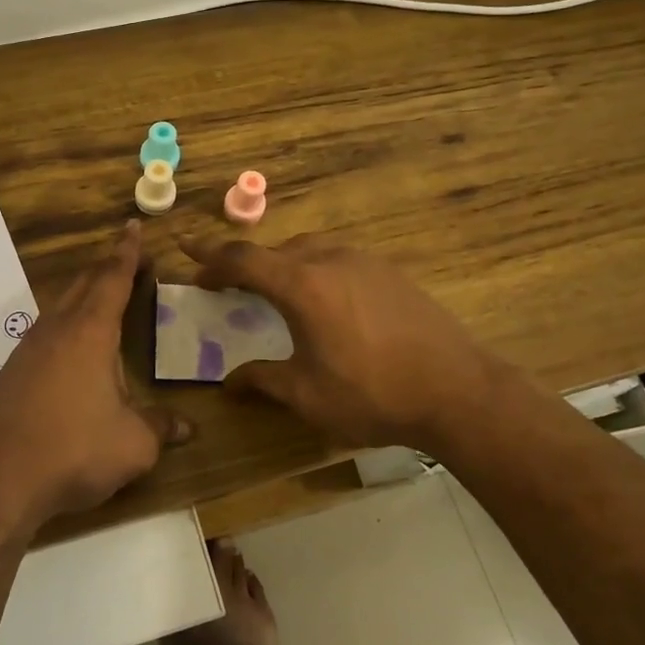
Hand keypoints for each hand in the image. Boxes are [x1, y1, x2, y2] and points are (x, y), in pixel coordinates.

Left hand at [0, 222, 189, 532]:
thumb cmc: (74, 451)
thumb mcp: (133, 444)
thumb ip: (161, 428)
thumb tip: (188, 427)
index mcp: (90, 333)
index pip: (112, 279)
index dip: (127, 253)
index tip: (133, 227)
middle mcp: (57, 331)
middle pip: (83, 284)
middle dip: (107, 267)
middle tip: (129, 259)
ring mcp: (28, 351)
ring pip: (60, 306)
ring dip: (83, 292)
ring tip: (100, 294)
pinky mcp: (11, 374)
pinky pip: (44, 331)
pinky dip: (65, 322)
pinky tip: (68, 345)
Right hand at [183, 234, 514, 451]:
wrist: (458, 390)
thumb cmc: (373, 394)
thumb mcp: (307, 395)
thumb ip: (263, 380)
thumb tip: (228, 383)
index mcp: (302, 285)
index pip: (243, 259)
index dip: (210, 256)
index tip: (187, 252)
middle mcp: (330, 260)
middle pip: (275, 250)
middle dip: (244, 263)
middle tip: (225, 283)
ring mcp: (365, 262)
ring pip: (309, 250)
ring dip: (282, 264)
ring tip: (272, 290)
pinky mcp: (390, 272)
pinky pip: (337, 259)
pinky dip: (314, 269)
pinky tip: (323, 299)